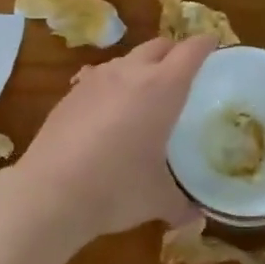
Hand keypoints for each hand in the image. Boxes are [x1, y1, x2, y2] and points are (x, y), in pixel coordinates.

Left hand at [15, 35, 215, 243]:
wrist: (50, 192)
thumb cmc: (116, 188)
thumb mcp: (157, 200)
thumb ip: (181, 205)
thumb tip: (195, 219)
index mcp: (162, 88)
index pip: (190, 51)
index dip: (205, 44)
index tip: (214, 45)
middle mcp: (130, 73)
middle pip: (158, 45)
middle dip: (174, 52)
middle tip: (184, 71)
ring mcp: (95, 80)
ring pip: (126, 59)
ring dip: (141, 67)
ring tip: (145, 93)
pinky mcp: (70, 94)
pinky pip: (99, 78)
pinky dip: (112, 86)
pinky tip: (109, 113)